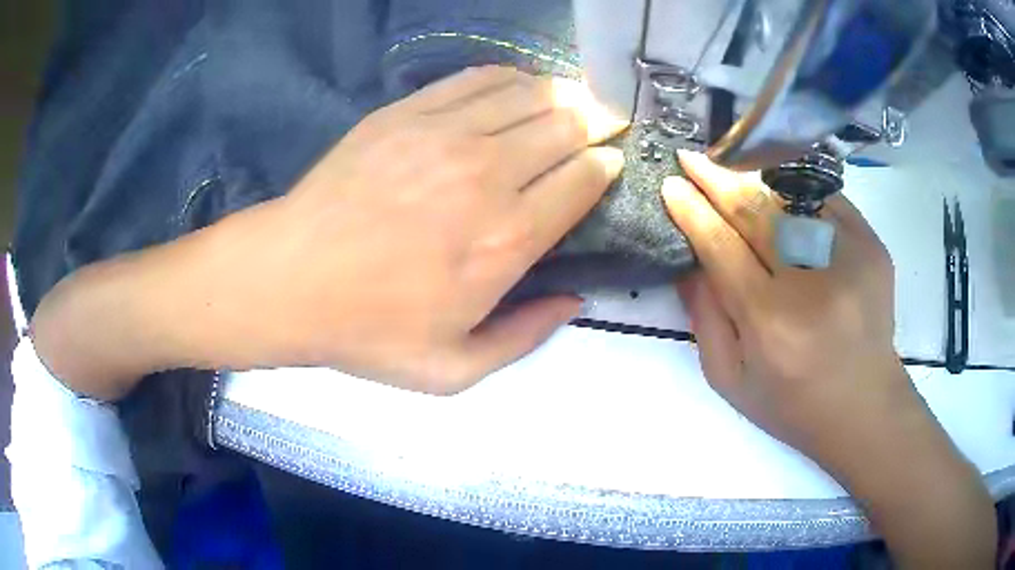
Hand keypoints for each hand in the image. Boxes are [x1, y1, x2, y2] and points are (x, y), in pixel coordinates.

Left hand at [32, 66, 627, 396]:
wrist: (291, 279)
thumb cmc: (368, 330)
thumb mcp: (453, 370)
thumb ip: (525, 338)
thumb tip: (574, 301)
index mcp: (507, 241)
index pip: (583, 180)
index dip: (607, 165)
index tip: (612, 162)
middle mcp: (489, 175)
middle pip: (566, 128)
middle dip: (598, 121)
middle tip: (607, 121)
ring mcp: (445, 135)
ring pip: (530, 95)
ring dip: (563, 94)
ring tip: (574, 99)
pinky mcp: (407, 113)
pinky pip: (478, 80)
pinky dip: (511, 77)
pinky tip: (520, 84)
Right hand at [663, 151, 995, 568]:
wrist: (865, 407)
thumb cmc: (793, 405)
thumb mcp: (731, 379)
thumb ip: (705, 318)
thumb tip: (689, 259)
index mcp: (771, 322)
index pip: (722, 247)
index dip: (693, 211)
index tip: (671, 185)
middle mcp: (811, 282)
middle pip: (756, 211)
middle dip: (717, 179)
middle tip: (693, 158)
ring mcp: (849, 257)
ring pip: (792, 196)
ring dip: (755, 177)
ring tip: (730, 165)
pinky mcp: (872, 247)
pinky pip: (826, 201)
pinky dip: (797, 189)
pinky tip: (778, 188)